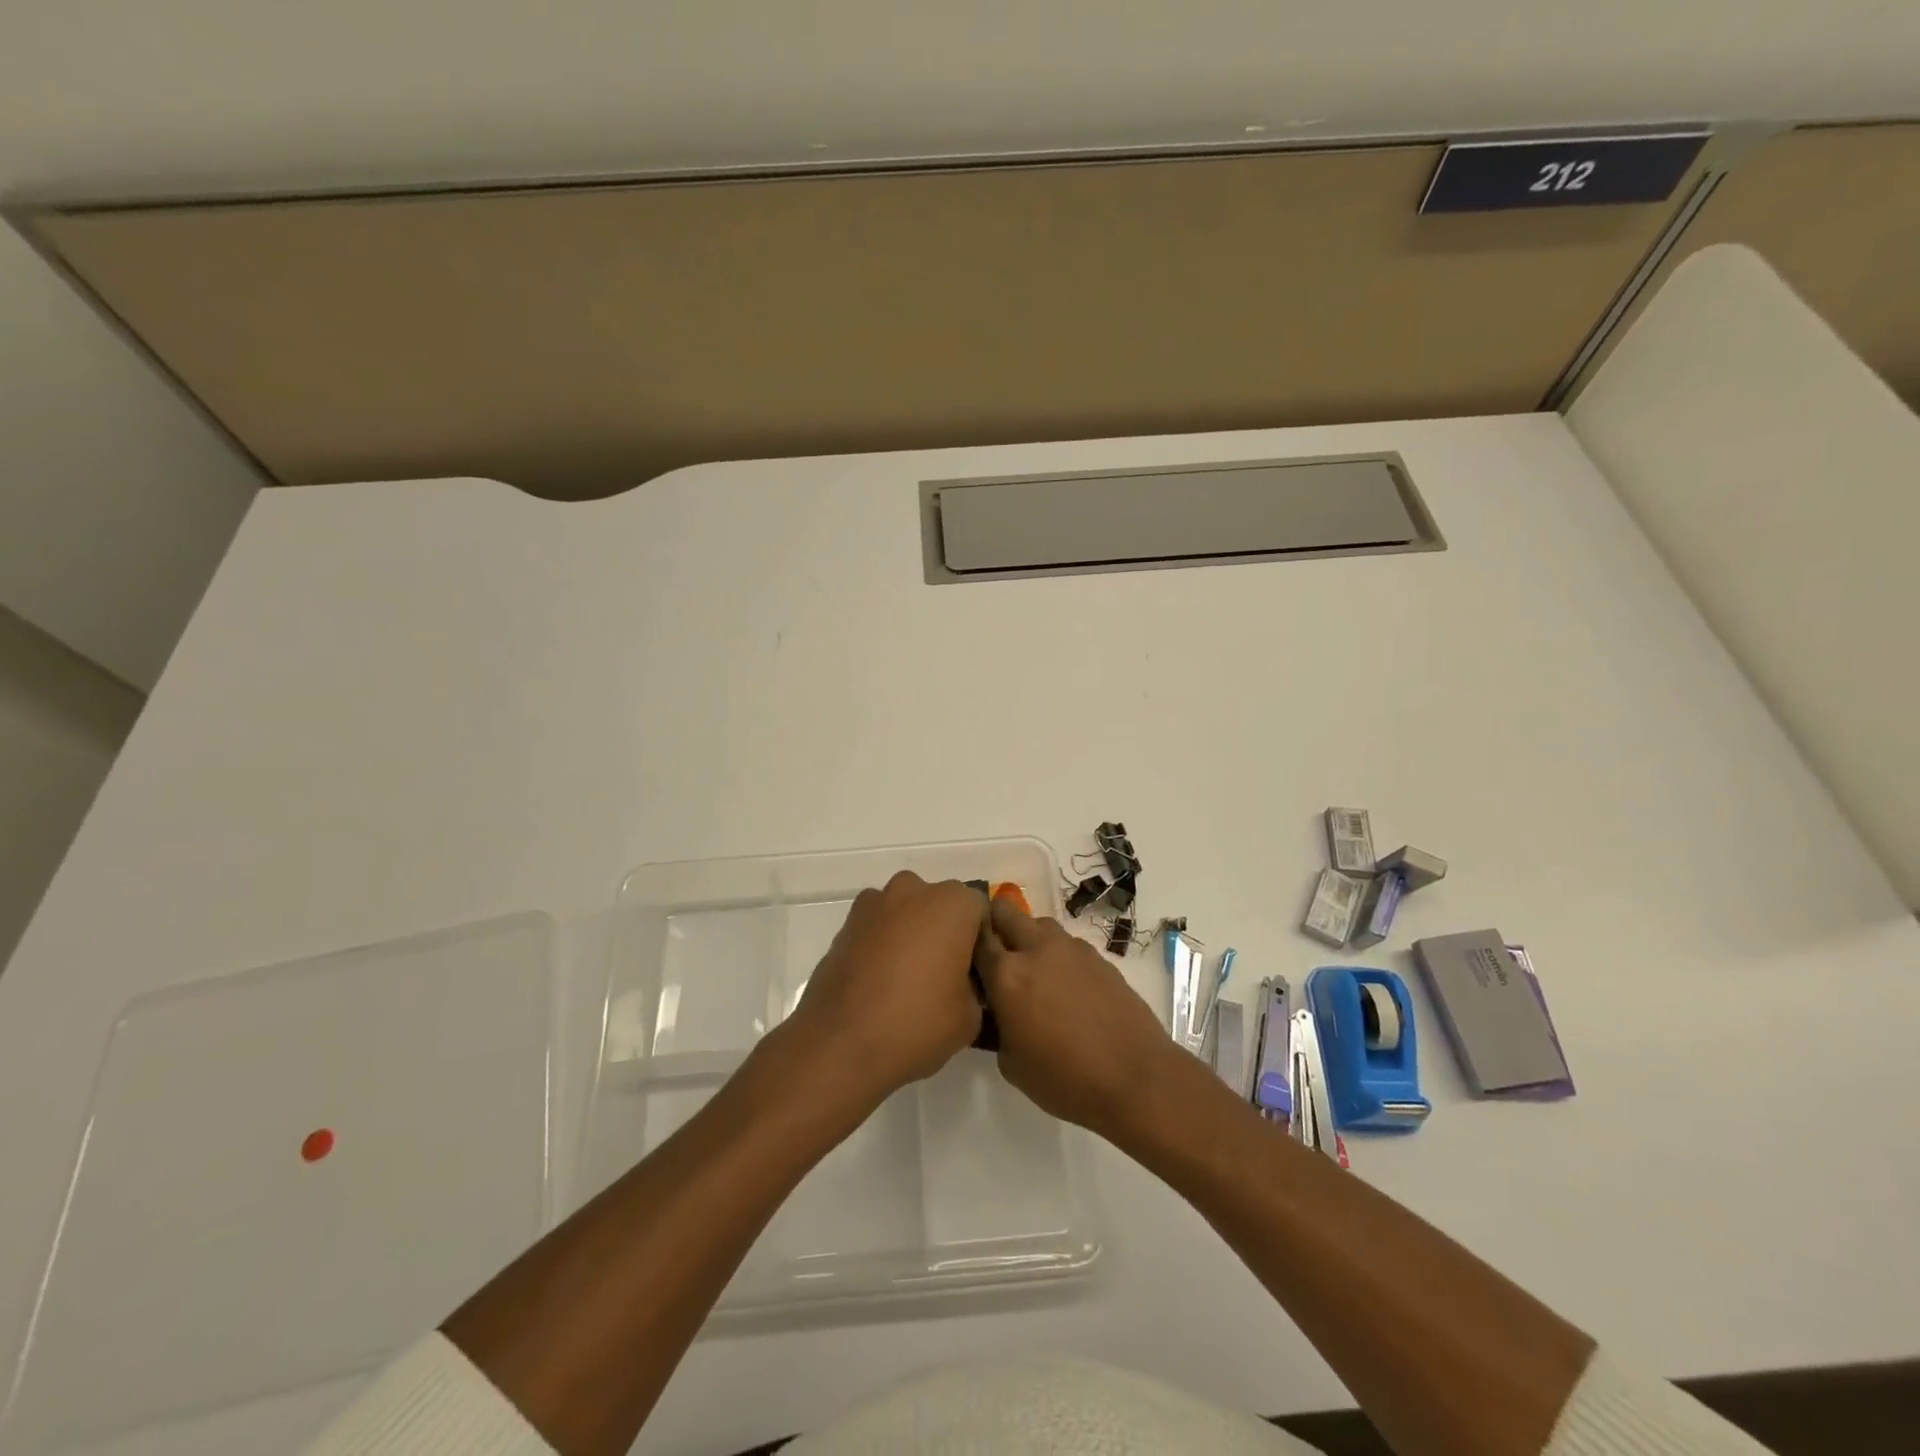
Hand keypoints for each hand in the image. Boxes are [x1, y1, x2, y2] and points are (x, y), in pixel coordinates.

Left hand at [785, 871, 985, 1104]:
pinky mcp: (845, 926)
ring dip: (912, 935)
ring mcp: (873, 905)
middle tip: (944, 977)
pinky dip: (883, 946)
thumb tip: (963, 983)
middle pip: (940, 905)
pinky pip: (877, 928)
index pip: (980, 911)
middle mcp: (912, 891)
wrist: (839, 1045)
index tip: (975, 975)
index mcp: (951, 904)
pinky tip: (880, 983)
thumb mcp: (971, 1017)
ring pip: (906, 913)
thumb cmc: (916, 1024)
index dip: (981, 943)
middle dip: (945, 933)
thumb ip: (975, 986)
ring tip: (908, 981)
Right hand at [974, 896, 1178, 1142]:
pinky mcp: (1098, 956)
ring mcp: (1071, 949)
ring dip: (1029, 938)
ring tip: (1033, 970)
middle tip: (994, 952)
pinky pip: (1067, 944)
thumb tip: (997, 1012)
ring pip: (1039, 924)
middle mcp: (1037, 949)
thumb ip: (996, 1027)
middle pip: (1005, 912)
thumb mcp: (1011, 1064)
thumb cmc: (1065, 1079)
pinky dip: (1058, 955)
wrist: (1135, 1077)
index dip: (966, 941)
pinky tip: (1065, 986)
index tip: (963, 954)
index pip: (976, 938)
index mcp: (1007, 975)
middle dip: (995, 923)